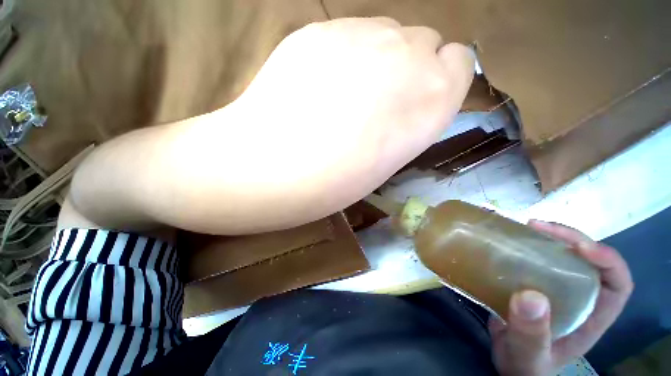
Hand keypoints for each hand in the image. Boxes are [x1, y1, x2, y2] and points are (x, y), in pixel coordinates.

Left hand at [69, 17, 474, 233]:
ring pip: (396, 42)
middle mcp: (378, 67)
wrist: (222, 180)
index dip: (453, 84)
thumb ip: (402, 131)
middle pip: (428, 53)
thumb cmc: (290, 188)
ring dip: (399, 68)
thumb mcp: (359, 173)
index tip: (450, 98)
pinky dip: (369, 59)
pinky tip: (352, 84)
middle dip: (428, 75)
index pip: (455, 74)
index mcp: (394, 114)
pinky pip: (359, 41)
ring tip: (385, 98)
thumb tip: (433, 96)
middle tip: (417, 103)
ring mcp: (341, 49)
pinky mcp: (307, 48)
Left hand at [228, 17, 474, 229]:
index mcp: (435, 99)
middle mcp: (411, 56)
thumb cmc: (338, 180)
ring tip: (344, 94)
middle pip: (424, 42)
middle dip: (407, 67)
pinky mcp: (321, 29)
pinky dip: (343, 53)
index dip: (439, 78)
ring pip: (388, 32)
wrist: (277, 167)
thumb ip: (408, 118)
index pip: (459, 62)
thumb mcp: (389, 158)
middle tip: (376, 101)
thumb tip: (405, 96)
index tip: (417, 97)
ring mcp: (364, 33)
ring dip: (376, 58)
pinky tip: (319, 84)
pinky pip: (348, 32)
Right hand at [489, 220, 632, 375]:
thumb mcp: (528, 356)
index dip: (607, 259)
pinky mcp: (535, 283)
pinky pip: (536, 259)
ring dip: (547, 238)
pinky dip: (527, 246)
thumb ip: (531, 334)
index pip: (617, 283)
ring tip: (524, 228)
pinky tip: (509, 241)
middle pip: (588, 260)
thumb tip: (531, 296)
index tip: (580, 246)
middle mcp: (580, 298)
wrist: (509, 364)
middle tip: (537, 227)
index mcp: (590, 317)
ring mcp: (557, 289)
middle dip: (570, 239)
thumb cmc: (525, 365)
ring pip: (563, 256)